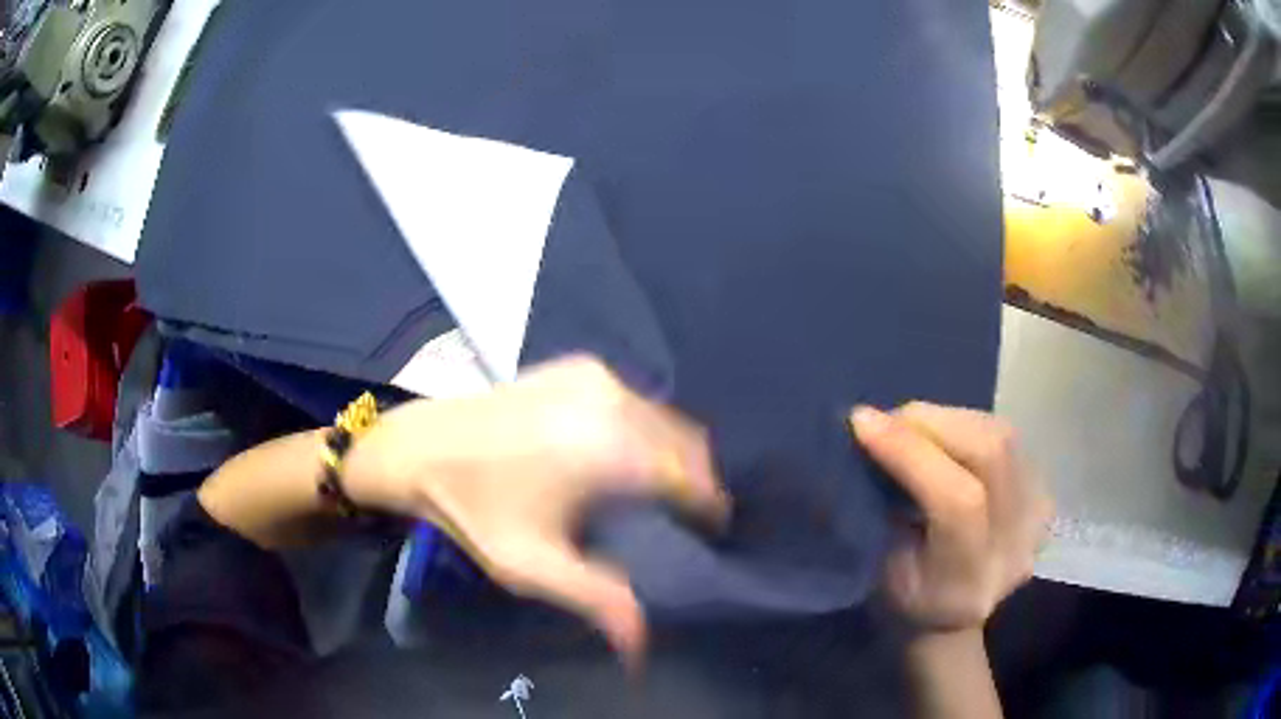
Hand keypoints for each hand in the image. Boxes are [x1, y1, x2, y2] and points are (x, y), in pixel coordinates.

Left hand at [344, 356, 728, 657]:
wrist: (419, 446)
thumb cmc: (475, 510)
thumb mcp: (533, 567)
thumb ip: (599, 603)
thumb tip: (642, 651)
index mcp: (614, 450)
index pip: (694, 479)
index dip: (708, 509)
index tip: (706, 534)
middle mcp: (617, 401)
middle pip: (686, 444)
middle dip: (694, 480)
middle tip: (679, 517)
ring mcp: (598, 376)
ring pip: (663, 418)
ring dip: (670, 453)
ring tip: (652, 489)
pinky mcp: (580, 366)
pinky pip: (635, 400)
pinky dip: (642, 427)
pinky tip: (617, 454)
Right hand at [850, 403, 1052, 631]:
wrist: (951, 619)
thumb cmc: (901, 600)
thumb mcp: (877, 570)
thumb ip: (881, 506)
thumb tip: (871, 431)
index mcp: (966, 585)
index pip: (956, 502)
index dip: (910, 452)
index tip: (861, 422)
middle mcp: (1014, 550)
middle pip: (991, 454)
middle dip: (932, 423)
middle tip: (889, 419)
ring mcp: (1038, 522)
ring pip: (1002, 436)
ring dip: (950, 419)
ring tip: (915, 428)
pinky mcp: (1045, 497)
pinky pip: (1010, 441)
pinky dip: (970, 429)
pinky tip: (948, 442)